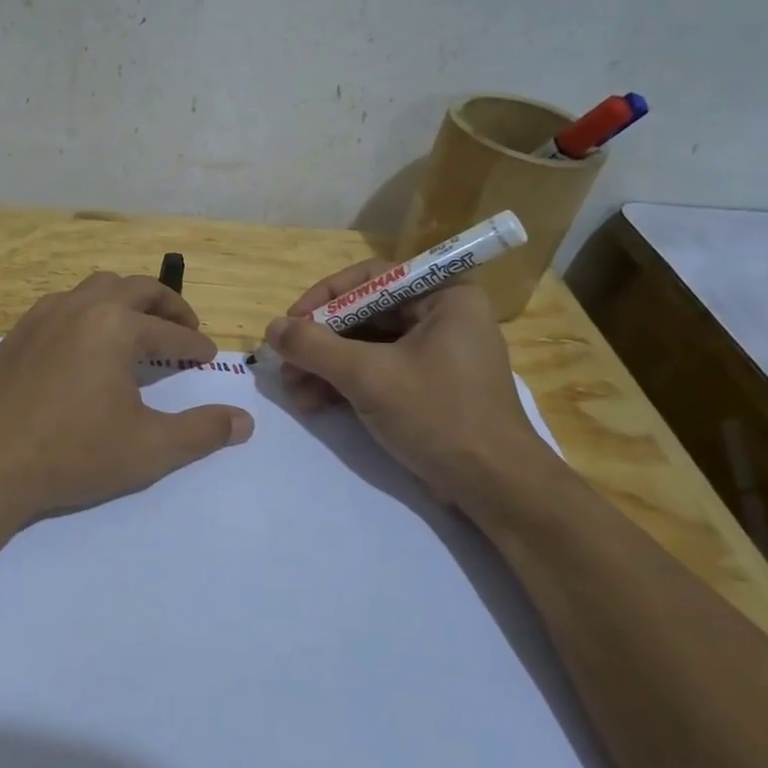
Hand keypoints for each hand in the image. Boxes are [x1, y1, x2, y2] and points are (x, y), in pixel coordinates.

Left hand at [0, 272, 254, 522]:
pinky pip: (65, 303)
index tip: (209, 355)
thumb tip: (244, 421)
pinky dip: (90, 310)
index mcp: (117, 326)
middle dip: (167, 305)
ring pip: (97, 287)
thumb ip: (201, 432)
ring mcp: (45, 314)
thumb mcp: (148, 448)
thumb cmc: (72, 453)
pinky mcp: (19, 331)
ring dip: (127, 300)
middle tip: (185, 326)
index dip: (195, 343)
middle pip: (137, 288)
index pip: (171, 331)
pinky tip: (88, 341)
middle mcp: (82, 306)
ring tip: (139, 326)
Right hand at [265, 261, 555, 506]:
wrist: (495, 488)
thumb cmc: (438, 416)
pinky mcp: (428, 387)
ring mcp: (436, 354)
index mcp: (445, 297)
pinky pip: (378, 372)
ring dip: (326, 367)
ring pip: (367, 347)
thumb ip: (315, 347)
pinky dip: (345, 385)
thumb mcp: (369, 377)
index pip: (371, 279)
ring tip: (295, 393)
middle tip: (286, 366)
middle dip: (321, 343)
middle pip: (365, 316)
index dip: (324, 298)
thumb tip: (272, 328)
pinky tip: (315, 404)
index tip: (290, 324)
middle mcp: (443, 317)